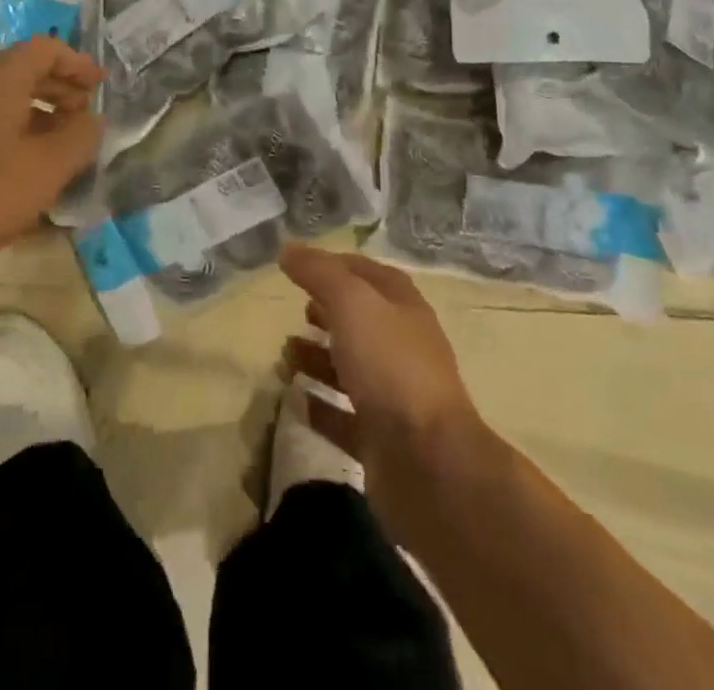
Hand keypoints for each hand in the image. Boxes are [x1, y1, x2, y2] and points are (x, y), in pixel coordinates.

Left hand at [0, 37, 102, 294]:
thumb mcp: (45, 169)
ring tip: (58, 151)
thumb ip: (79, 139)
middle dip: (58, 90)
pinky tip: (18, 175)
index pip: (44, 49)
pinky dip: (8, 136)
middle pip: (21, 72)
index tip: (100, 86)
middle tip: (84, 117)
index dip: (77, 64)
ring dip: (34, 117)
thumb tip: (92, 121)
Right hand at [279, 244, 486, 543]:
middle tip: (295, 311)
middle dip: (327, 313)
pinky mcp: (381, 441)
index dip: (336, 266)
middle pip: (361, 321)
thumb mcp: (351, 303)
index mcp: (403, 308)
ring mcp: (394, 397)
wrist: (428, 464)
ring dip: (317, 359)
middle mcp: (402, 348)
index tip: (299, 265)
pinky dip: (319, 407)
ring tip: (285, 355)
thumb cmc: (391, 366)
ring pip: (350, 369)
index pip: (369, 274)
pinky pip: (344, 417)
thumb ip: (318, 273)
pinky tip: (294, 400)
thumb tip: (288, 249)